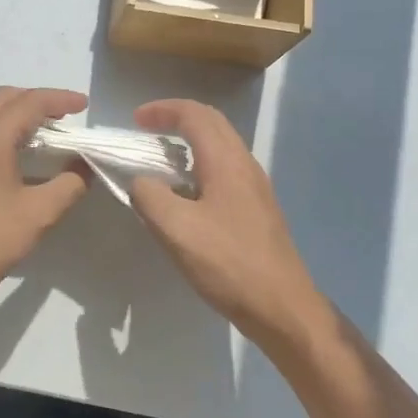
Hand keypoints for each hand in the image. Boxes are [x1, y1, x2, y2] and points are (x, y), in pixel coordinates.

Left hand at [0, 87, 90, 309]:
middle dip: (36, 99)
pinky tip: (17, 156)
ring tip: (45, 133)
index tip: (83, 105)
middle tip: (64, 116)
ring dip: (17, 113)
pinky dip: (2, 130)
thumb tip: (85, 166)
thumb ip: (68, 186)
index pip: (28, 103)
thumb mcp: (38, 215)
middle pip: (3, 98)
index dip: (59, 99)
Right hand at [129, 100, 325, 345]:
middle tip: (146, 130)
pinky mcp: (257, 208)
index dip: (163, 110)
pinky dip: (199, 164)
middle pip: (211, 123)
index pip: (194, 115)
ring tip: (160, 159)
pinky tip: (184, 192)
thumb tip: (140, 182)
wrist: (282, 307)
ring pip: (220, 145)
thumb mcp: (175, 229)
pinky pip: (225, 168)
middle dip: (177, 118)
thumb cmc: (227, 263)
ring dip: (189, 141)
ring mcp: (255, 187)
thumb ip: (149, 195)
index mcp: (226, 161)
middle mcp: (244, 164)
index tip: (135, 120)